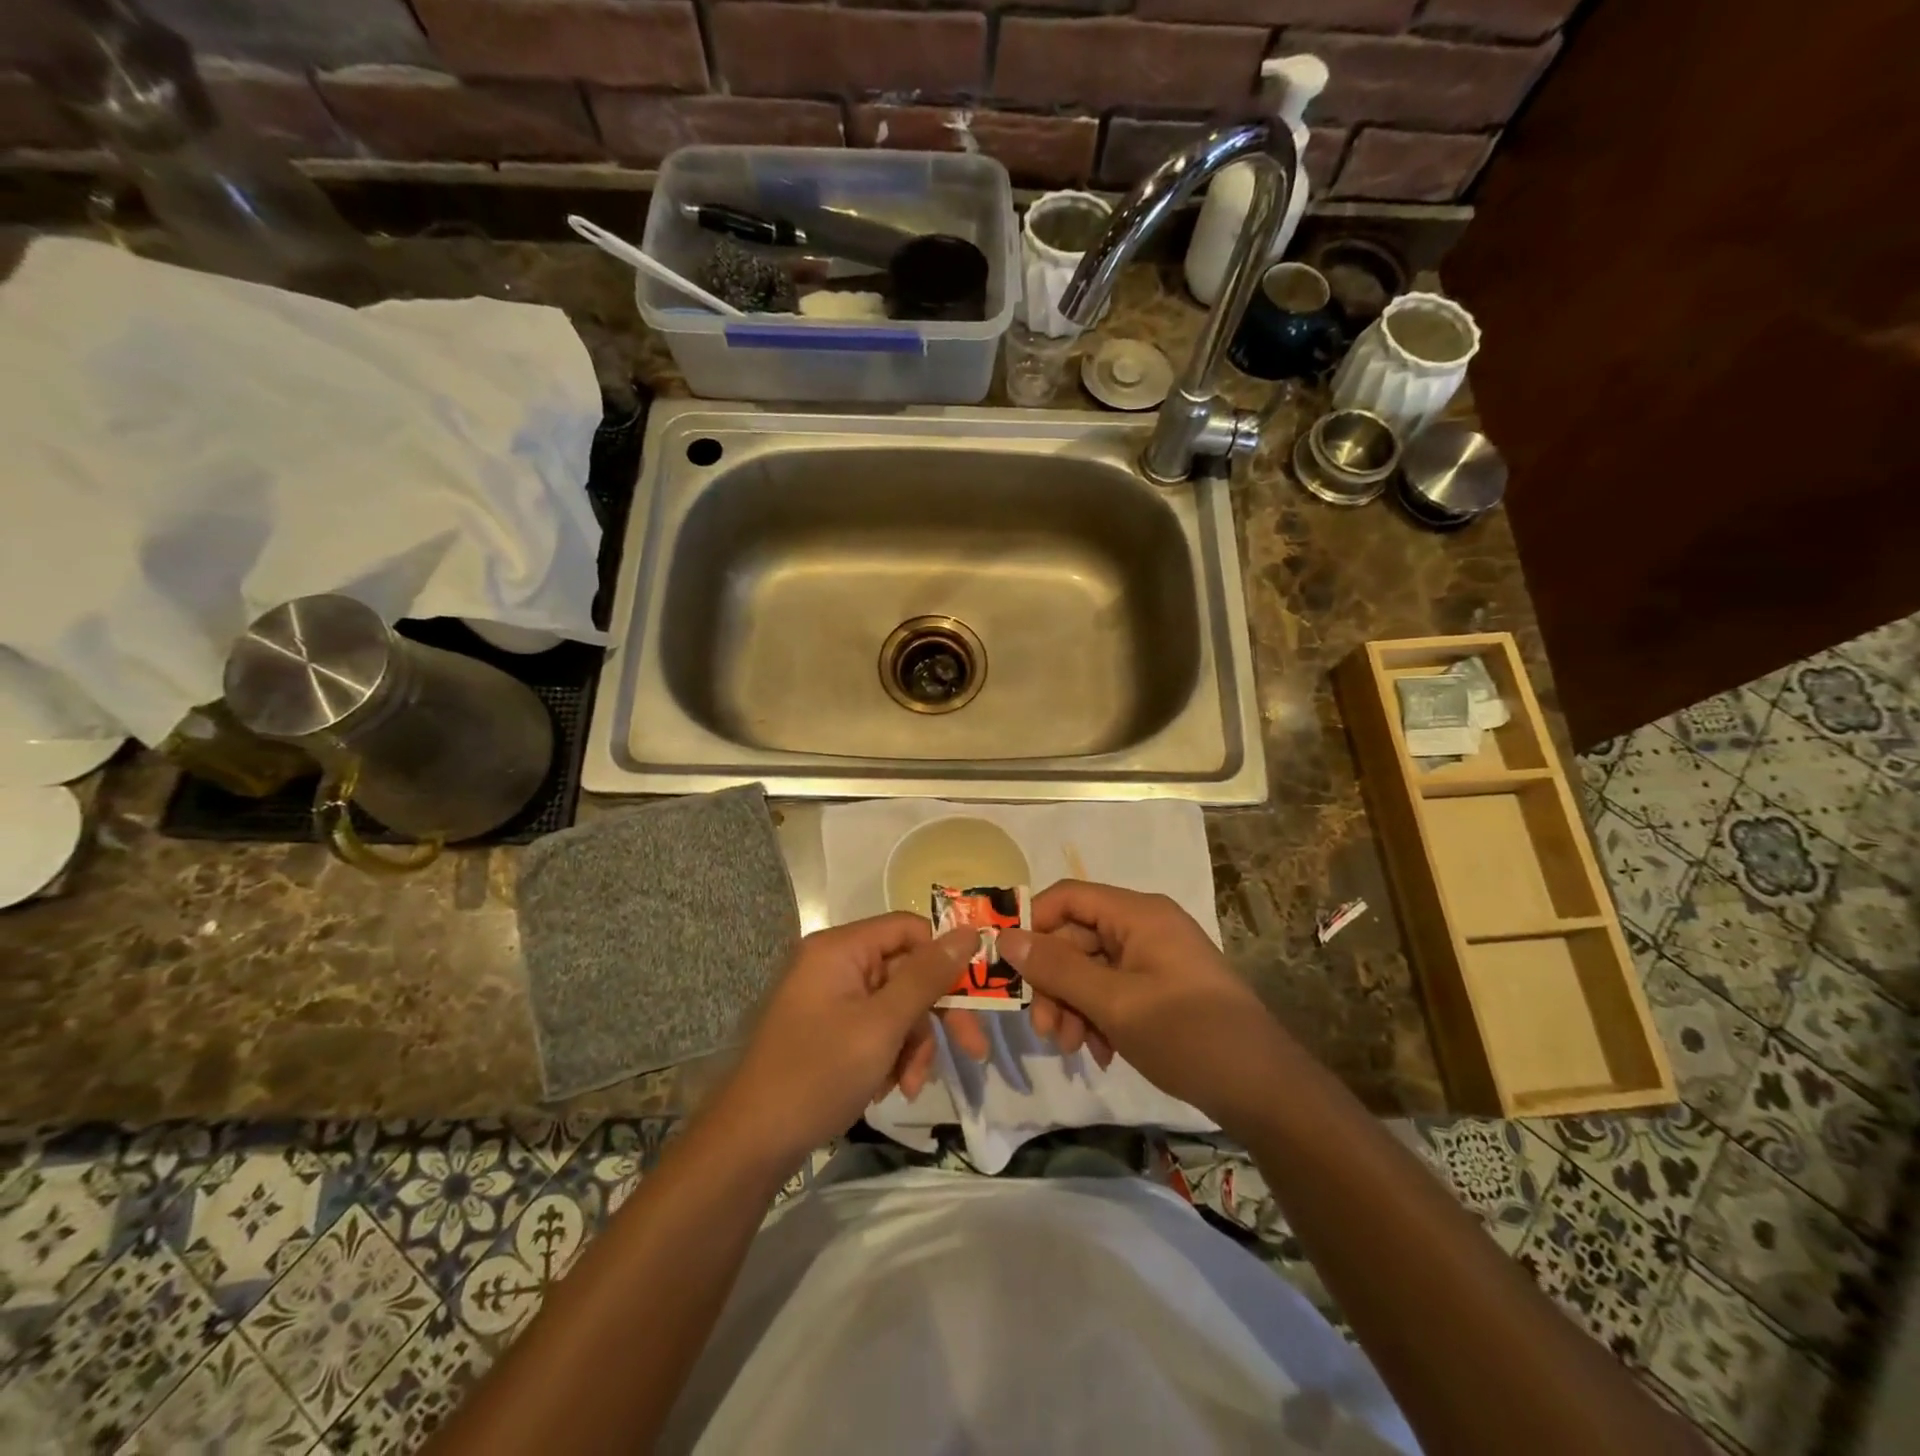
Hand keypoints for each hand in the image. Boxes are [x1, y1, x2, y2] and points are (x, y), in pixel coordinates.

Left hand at [711, 915, 976, 1167]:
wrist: (751, 1144)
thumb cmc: (818, 1074)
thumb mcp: (882, 1026)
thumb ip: (927, 977)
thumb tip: (970, 932)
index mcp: (840, 948)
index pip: (910, 929)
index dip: (945, 957)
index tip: (978, 993)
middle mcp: (834, 963)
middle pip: (906, 971)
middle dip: (934, 1015)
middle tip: (972, 1050)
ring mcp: (829, 997)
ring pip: (895, 1006)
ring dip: (912, 1044)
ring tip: (909, 1086)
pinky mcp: (828, 1028)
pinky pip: (875, 1027)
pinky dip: (890, 1055)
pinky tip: (888, 1089)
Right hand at [994, 880, 1289, 1125]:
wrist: (1265, 1091)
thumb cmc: (1188, 1036)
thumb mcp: (1115, 1004)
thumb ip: (1058, 969)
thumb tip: (1006, 937)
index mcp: (1139, 914)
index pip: (1068, 897)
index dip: (1034, 924)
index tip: (1008, 965)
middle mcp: (1145, 926)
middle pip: (1077, 938)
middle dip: (1054, 982)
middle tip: (1044, 1029)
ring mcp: (1155, 958)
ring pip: (1091, 969)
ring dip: (1073, 1005)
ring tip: (1072, 1048)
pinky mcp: (1162, 989)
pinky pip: (1113, 990)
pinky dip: (1098, 1017)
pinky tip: (1100, 1053)